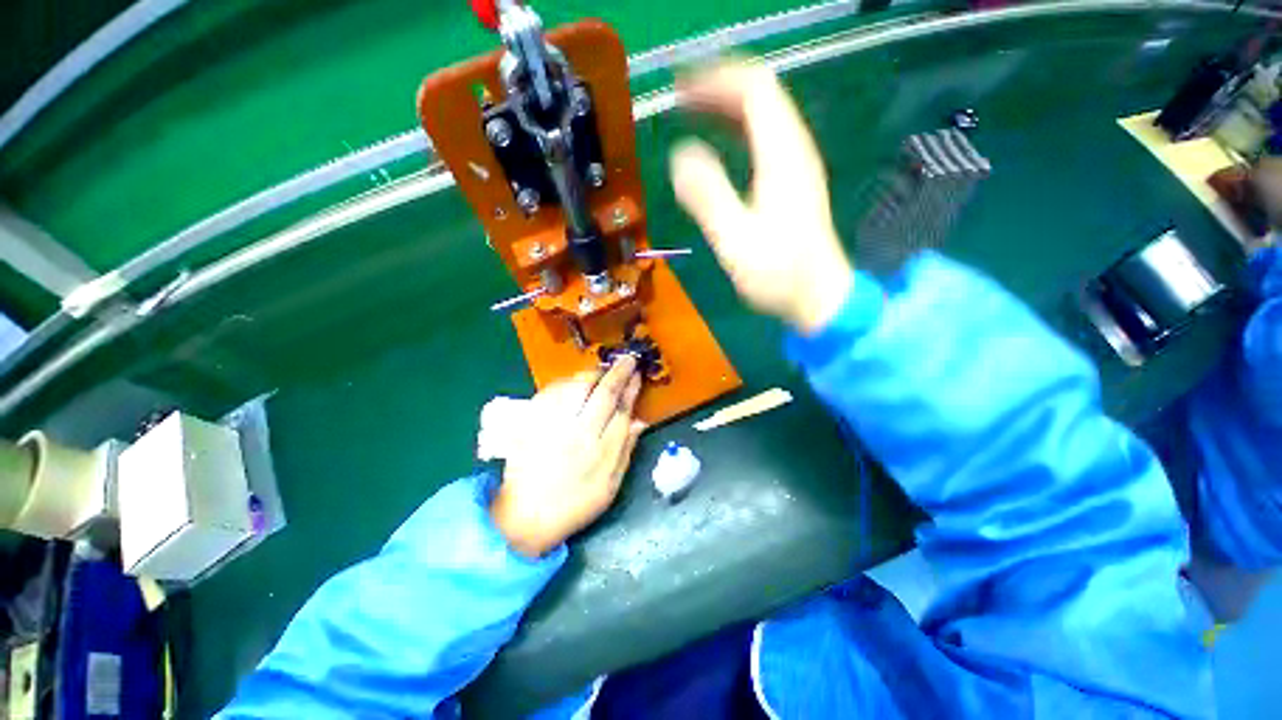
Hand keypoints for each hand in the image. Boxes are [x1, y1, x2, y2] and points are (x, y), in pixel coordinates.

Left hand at [490, 357, 644, 556]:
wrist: (525, 516)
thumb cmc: (575, 504)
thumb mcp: (610, 486)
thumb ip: (626, 450)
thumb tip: (640, 420)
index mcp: (600, 451)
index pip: (621, 409)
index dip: (631, 388)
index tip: (637, 374)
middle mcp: (578, 433)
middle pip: (602, 392)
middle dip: (617, 372)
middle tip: (627, 359)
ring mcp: (552, 424)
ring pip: (577, 386)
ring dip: (593, 373)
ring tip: (602, 370)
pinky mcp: (532, 421)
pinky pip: (552, 391)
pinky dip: (566, 382)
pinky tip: (574, 382)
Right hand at [670, 61, 854, 334]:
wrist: (817, 296)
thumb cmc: (777, 273)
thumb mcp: (735, 239)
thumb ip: (707, 196)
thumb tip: (680, 156)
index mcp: (781, 156)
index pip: (754, 90)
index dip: (716, 81)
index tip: (680, 90)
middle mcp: (793, 150)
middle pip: (760, 95)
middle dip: (718, 88)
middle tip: (680, 98)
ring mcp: (796, 165)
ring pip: (763, 115)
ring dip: (727, 106)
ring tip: (692, 112)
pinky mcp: (792, 182)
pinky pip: (764, 138)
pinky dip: (738, 129)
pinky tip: (719, 143)